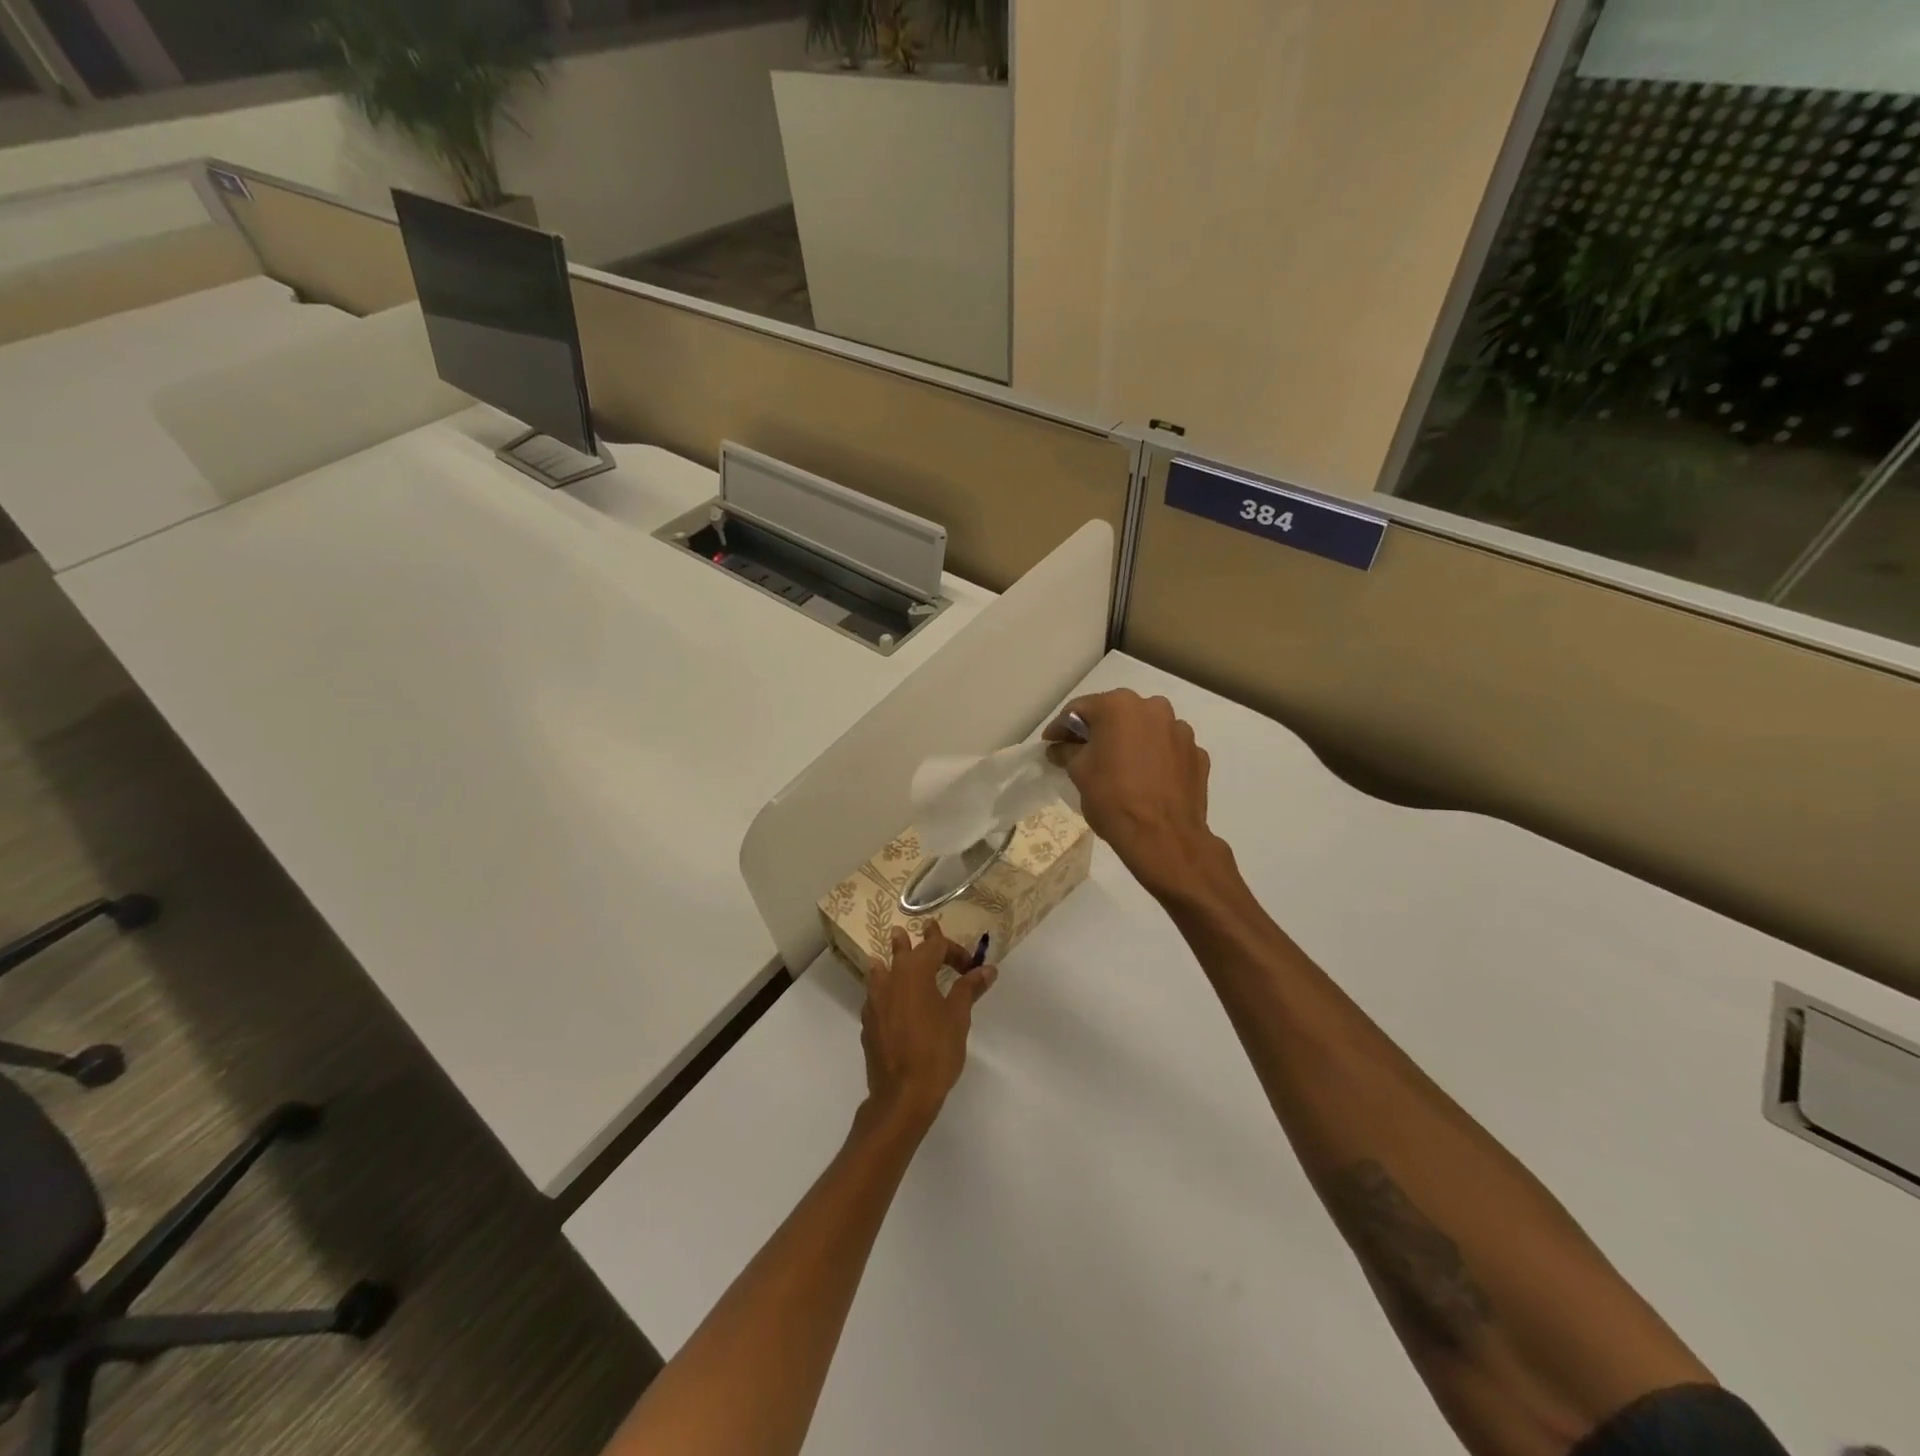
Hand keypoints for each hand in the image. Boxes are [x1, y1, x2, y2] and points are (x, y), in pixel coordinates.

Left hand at [861, 926, 996, 1132]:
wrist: (902, 1094)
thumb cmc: (935, 1051)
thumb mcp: (958, 1017)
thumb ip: (969, 988)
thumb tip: (987, 969)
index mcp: (914, 971)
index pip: (935, 946)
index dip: (954, 950)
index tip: (970, 966)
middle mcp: (890, 979)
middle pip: (903, 951)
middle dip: (916, 941)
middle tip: (924, 929)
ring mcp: (874, 1001)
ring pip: (882, 970)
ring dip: (891, 960)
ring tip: (890, 954)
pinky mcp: (868, 1022)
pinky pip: (876, 995)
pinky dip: (884, 989)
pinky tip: (888, 1000)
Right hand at [1046, 689, 1216, 897]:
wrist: (1163, 837)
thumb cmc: (1112, 798)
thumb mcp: (1079, 773)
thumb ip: (1067, 751)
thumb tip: (1059, 748)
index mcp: (1119, 705)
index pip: (1080, 709)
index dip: (1061, 727)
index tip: (1051, 743)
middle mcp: (1153, 707)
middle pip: (1116, 714)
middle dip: (1099, 732)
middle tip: (1083, 754)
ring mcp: (1180, 730)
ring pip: (1146, 730)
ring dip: (1131, 742)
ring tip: (1120, 768)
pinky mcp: (1197, 754)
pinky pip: (1168, 749)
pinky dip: (1155, 758)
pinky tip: (1147, 779)